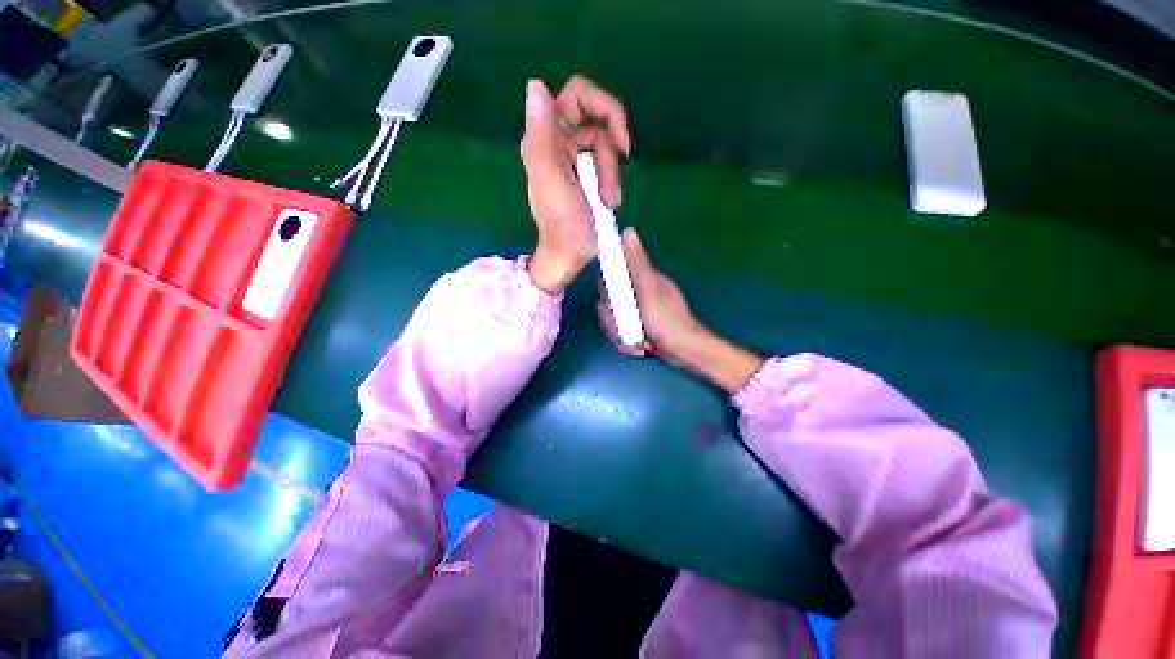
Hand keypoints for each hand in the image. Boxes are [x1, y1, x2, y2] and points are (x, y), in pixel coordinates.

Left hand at [521, 76, 630, 293]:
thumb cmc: (562, 226)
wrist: (570, 257)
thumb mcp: (552, 183)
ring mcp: (573, 159)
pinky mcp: (585, 175)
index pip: (578, 96)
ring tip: (610, 201)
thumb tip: (535, 85)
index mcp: (545, 139)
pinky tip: (610, 201)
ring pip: (605, 146)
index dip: (604, 107)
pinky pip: (606, 164)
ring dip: (612, 173)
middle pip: (597, 122)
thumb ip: (541, 138)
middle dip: (611, 149)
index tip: (619, 138)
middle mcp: (558, 142)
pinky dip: (612, 181)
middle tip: (616, 174)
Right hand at [599, 228, 762, 392]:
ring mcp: (636, 309)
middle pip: (608, 300)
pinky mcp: (636, 325)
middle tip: (625, 328)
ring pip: (612, 318)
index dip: (606, 287)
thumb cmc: (667, 320)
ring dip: (620, 333)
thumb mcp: (649, 290)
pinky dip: (626, 341)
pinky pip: (619, 330)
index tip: (611, 302)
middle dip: (613, 319)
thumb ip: (637, 264)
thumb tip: (628, 231)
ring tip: (637, 341)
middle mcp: (636, 291)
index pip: (612, 272)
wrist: (683, 351)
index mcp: (641, 278)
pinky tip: (639, 346)